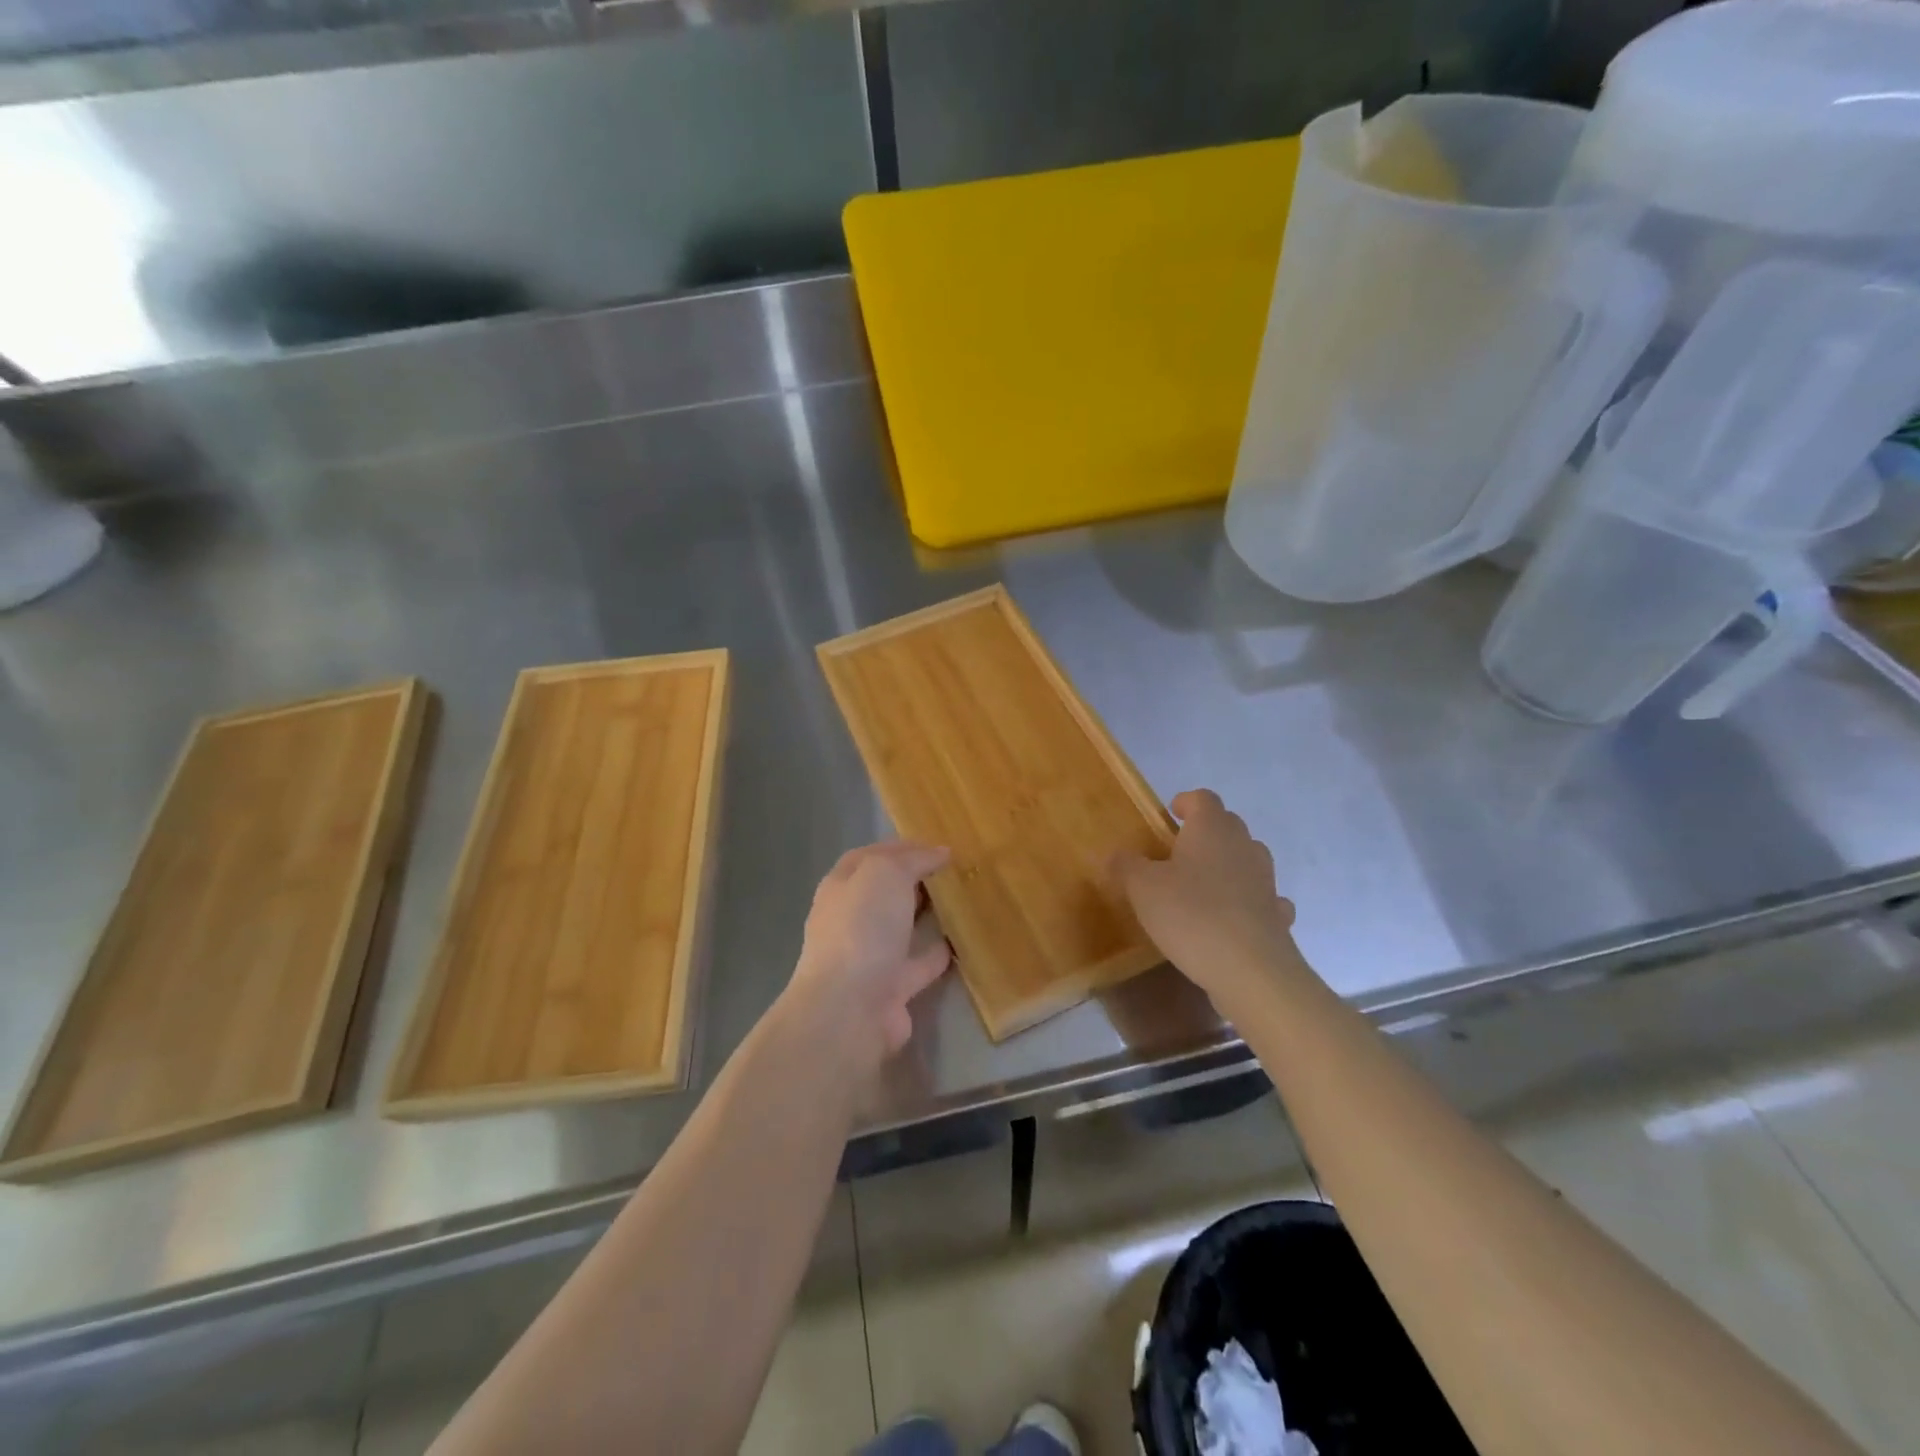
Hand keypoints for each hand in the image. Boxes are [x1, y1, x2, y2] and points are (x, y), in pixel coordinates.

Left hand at [782, 841, 952, 1075]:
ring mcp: (870, 955)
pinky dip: (940, 952)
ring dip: (928, 915)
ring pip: (903, 927)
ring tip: (963, 899)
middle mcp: (851, 919)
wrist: (851, 1007)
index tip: (937, 844)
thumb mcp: (885, 873)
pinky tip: (965, 940)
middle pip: (885, 892)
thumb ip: (913, 859)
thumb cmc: (862, 927)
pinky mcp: (892, 988)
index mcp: (841, 887)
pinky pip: (921, 962)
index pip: (869, 857)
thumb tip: (940, 852)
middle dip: (915, 879)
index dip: (900, 847)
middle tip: (955, 869)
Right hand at [1114, 789, 1301, 1016]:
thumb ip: (1127, 865)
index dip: (1186, 802)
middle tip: (1178, 852)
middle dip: (1205, 832)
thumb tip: (1116, 854)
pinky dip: (1249, 901)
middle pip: (1227, 824)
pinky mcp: (1278, 915)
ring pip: (1248, 858)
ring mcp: (1266, 880)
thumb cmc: (1191, 915)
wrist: (1250, 970)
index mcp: (1211, 829)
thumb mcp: (1142, 889)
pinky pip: (1263, 898)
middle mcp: (1243, 845)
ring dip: (1229, 864)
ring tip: (1204, 885)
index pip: (1203, 798)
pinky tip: (1234, 918)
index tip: (1170, 814)